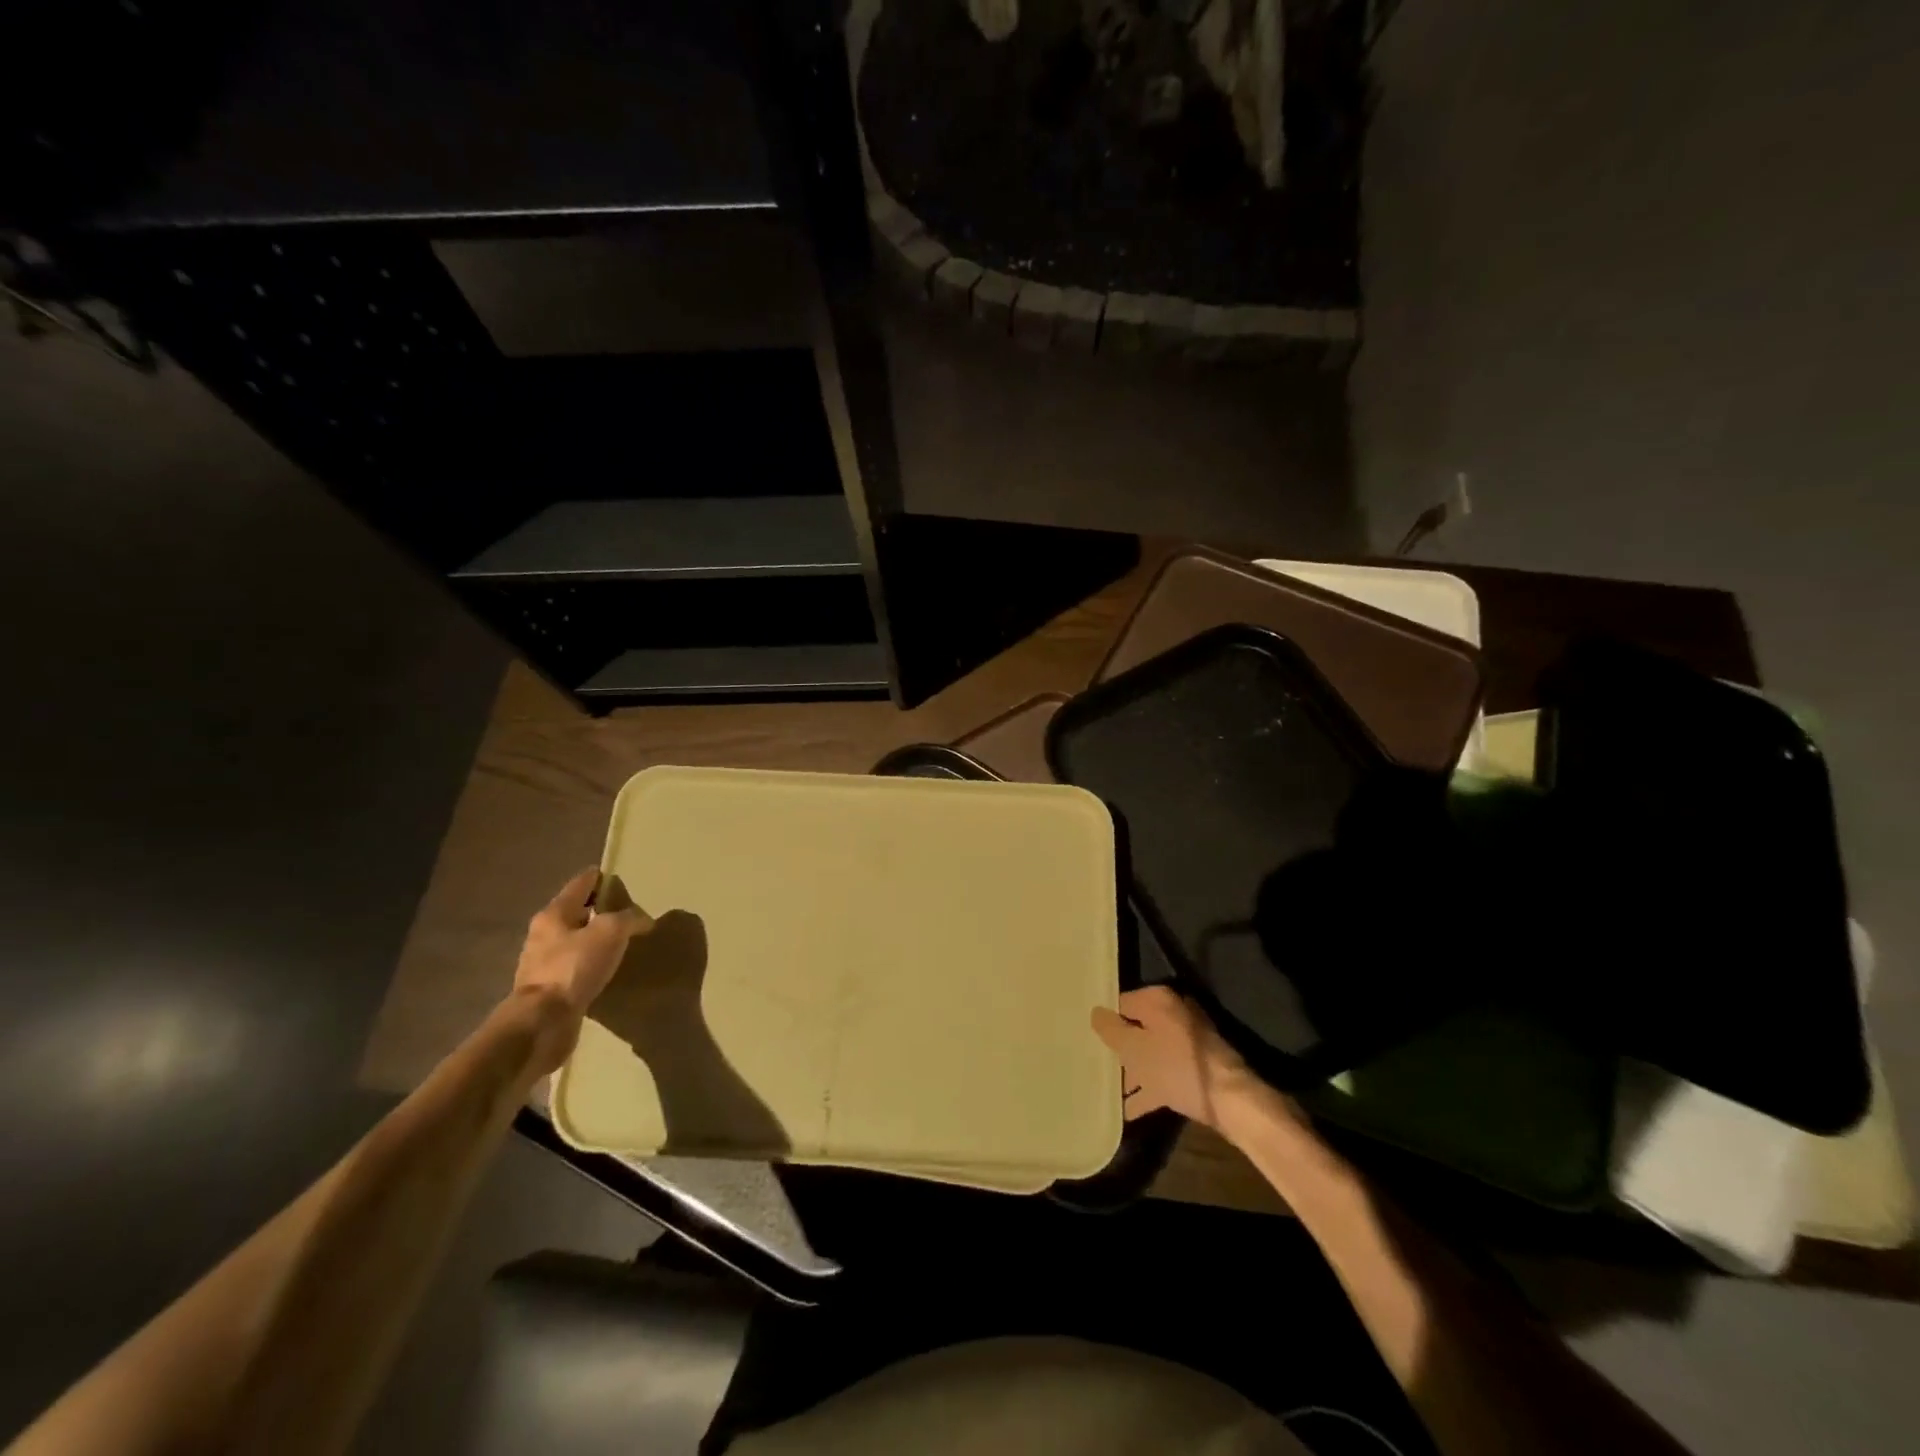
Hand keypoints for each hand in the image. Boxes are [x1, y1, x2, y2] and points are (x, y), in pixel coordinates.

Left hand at [512, 867, 649, 1069]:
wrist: (542, 1023)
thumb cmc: (574, 967)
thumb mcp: (611, 932)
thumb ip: (629, 918)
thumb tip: (642, 920)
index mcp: (554, 914)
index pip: (581, 884)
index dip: (602, 878)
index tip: (622, 878)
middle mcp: (544, 934)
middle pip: (576, 911)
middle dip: (600, 909)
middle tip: (629, 912)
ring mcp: (543, 963)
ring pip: (575, 940)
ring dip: (595, 939)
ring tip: (622, 942)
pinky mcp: (549, 989)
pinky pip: (575, 966)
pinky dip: (591, 963)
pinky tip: (607, 970)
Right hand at [1092, 985, 1271, 1130]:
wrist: (1230, 1101)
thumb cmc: (1175, 1067)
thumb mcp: (1133, 1049)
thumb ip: (1110, 1029)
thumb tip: (1095, 1012)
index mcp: (1158, 1000)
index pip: (1120, 1003)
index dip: (1105, 1022)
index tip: (1088, 1038)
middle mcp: (1174, 1013)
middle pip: (1137, 1028)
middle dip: (1119, 1049)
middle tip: (1095, 1064)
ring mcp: (1188, 1040)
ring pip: (1151, 1052)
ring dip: (1133, 1072)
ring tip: (1108, 1091)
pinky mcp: (1196, 1066)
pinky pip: (1165, 1072)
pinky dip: (1150, 1087)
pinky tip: (1129, 1110)